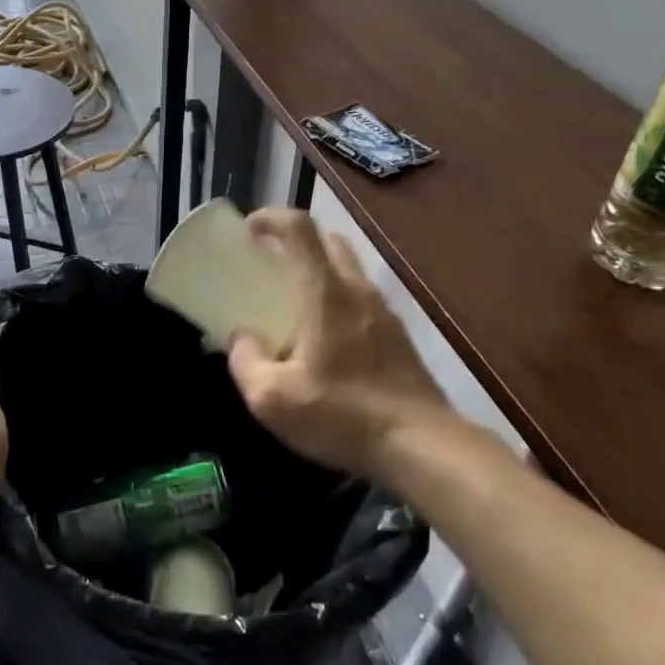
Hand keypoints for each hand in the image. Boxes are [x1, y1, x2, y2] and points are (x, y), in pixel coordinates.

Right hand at [227, 209, 450, 479]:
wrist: (423, 447)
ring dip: (319, 268)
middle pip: (328, 240)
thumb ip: (246, 361)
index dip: (271, 218)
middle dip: (295, 239)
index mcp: (325, 293)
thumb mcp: (272, 399)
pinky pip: (361, 298)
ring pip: (348, 269)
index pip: (300, 229)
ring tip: (293, 300)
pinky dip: (337, 297)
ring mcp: (384, 312)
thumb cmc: (342, 416)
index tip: (249, 229)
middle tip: (269, 261)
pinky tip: (325, 337)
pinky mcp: (399, 337)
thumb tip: (241, 338)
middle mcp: (357, 290)